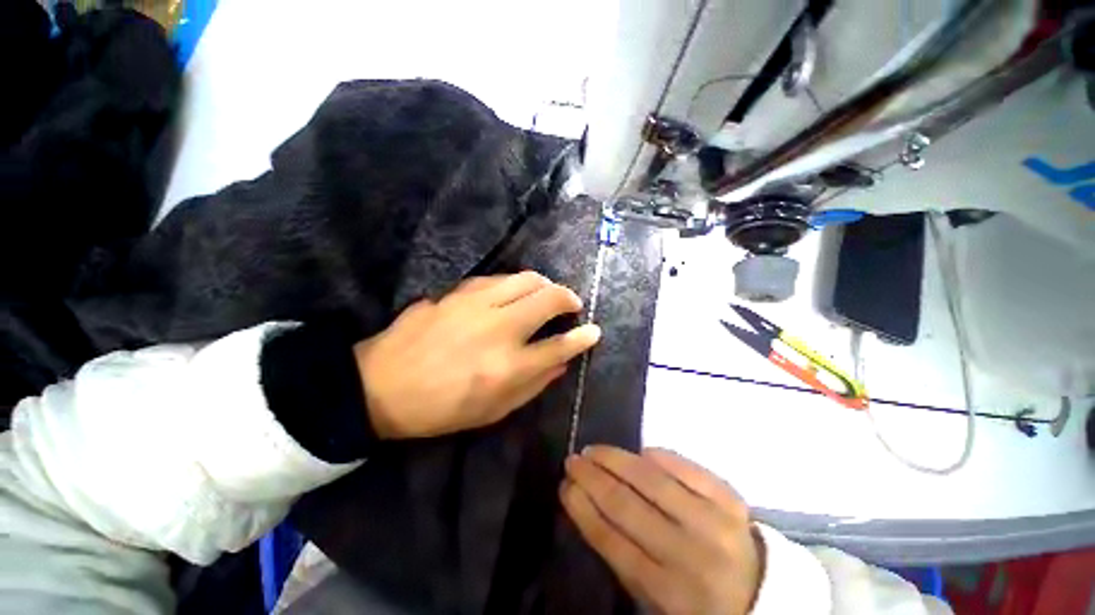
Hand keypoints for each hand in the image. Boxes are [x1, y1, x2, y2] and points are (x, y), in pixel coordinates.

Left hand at [355, 271, 600, 438]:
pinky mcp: (457, 293)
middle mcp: (499, 329)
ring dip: (545, 284)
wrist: (381, 385)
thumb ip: (532, 385)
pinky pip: (498, 278)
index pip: (559, 346)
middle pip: (549, 299)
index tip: (594, 330)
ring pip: (526, 279)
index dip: (582, 337)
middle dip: (569, 298)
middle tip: (572, 305)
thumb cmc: (440, 408)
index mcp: (508, 367)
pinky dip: (515, 283)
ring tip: (547, 293)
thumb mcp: (492, 411)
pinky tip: (513, 292)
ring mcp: (476, 304)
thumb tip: (560, 363)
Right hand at [561, 446, 763, 614]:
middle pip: (628, 506)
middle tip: (573, 460)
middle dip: (592, 478)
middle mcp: (690, 555)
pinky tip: (641, 452)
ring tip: (594, 450)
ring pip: (653, 480)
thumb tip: (589, 503)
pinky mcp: (731, 499)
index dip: (583, 509)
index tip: (565, 486)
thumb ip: (624, 557)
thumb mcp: (655, 598)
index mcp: (669, 592)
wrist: (761, 594)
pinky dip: (661, 456)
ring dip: (616, 460)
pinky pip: (688, 469)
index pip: (613, 542)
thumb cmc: (697, 599)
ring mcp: (713, 522)